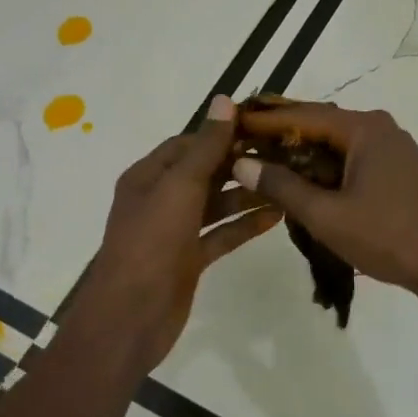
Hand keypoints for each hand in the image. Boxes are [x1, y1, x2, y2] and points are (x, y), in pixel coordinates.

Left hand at [66, 96, 280, 372]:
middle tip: (284, 155)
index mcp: (148, 176)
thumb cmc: (151, 243)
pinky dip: (244, 225)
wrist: (130, 317)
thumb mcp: (179, 187)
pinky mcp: (189, 259)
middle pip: (204, 172)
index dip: (221, 133)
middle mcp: (160, 199)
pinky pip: (221, 234)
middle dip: (239, 163)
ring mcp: (174, 231)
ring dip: (246, 194)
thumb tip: (224, 99)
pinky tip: (276, 216)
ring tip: (287, 183)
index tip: (262, 127)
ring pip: (215, 204)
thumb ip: (205, 147)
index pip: (188, 144)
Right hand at [232, 102, 417, 310]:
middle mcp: (379, 129)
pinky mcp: (398, 174)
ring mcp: (392, 151)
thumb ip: (283, 187)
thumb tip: (242, 163)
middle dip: (280, 133)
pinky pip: (351, 161)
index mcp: (364, 128)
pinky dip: (324, 168)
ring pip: (335, 144)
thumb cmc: (391, 237)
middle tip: (241, 140)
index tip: (231, 122)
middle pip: (319, 123)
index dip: (264, 119)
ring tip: (263, 162)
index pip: (302, 114)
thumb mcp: (327, 216)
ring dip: (301, 153)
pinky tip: (303, 184)